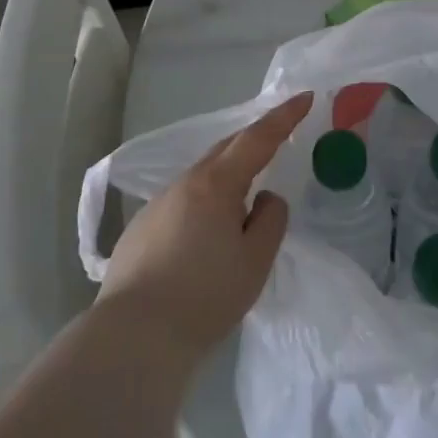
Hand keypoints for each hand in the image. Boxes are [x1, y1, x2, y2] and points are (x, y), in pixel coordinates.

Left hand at [97, 92, 310, 362]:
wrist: (133, 340)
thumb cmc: (204, 297)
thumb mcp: (256, 261)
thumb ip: (271, 219)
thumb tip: (264, 199)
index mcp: (216, 184)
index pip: (258, 138)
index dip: (284, 117)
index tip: (304, 97)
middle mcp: (184, 184)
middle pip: (225, 150)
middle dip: (254, 140)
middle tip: (278, 138)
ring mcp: (157, 205)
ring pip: (201, 177)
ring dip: (227, 176)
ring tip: (244, 199)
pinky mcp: (139, 230)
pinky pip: (182, 202)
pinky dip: (203, 203)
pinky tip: (205, 235)